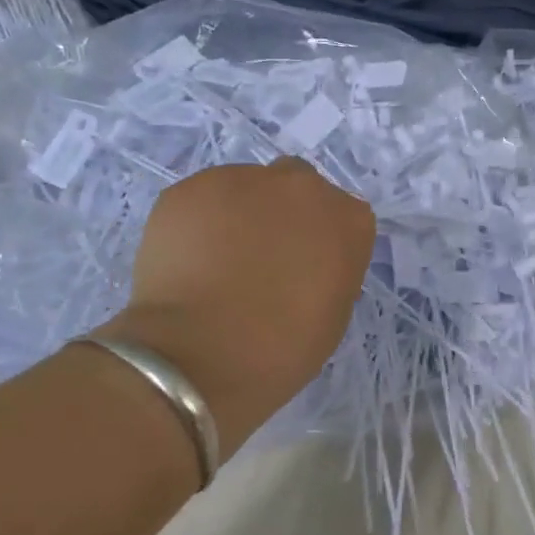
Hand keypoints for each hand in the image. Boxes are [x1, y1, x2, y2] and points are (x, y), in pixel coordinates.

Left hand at [101, 159, 375, 451]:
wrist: (201, 354)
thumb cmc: (284, 347)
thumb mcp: (333, 314)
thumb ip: (330, 270)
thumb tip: (305, 265)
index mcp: (347, 220)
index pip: (342, 218)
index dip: (321, 243)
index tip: (305, 270)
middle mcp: (302, 186)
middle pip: (297, 188)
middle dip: (283, 215)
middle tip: (261, 260)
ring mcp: (244, 180)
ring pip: (246, 189)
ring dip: (239, 215)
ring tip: (216, 263)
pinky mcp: (191, 188)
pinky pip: (202, 201)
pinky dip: (198, 224)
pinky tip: (187, 261)